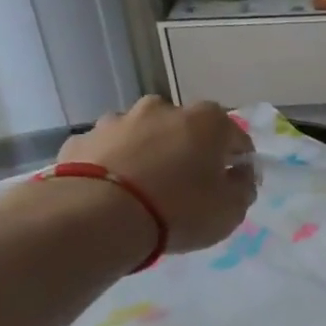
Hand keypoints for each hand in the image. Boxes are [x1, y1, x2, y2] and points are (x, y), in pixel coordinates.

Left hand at [59, 98, 256, 253]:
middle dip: (190, 151)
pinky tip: (114, 192)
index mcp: (207, 121)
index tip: (236, 184)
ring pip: (143, 135)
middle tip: (190, 186)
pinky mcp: (83, 139)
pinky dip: (115, 165)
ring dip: (149, 154)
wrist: (101, 216)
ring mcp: (117, 120)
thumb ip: (242, 187)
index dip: (239, 161)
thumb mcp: (231, 210)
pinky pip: (109, 151)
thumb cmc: (181, 209)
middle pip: (185, 130)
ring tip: (147, 190)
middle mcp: (162, 109)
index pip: (235, 136)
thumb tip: (239, 175)